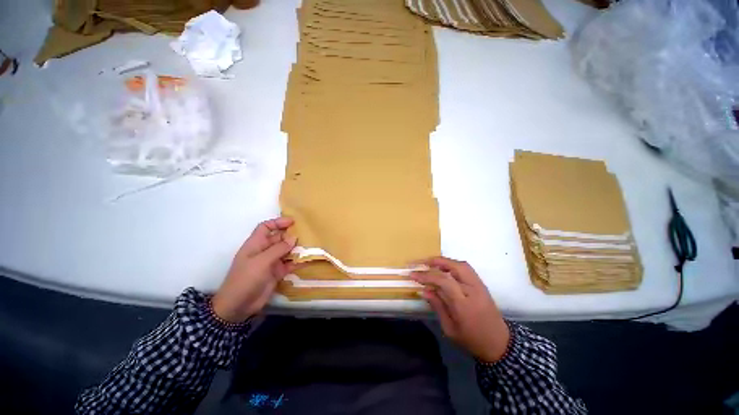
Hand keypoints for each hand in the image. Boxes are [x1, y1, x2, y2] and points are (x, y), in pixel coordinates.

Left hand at [211, 217, 300, 322]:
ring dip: (296, 249)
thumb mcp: (261, 261)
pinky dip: (297, 262)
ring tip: (310, 246)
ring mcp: (271, 262)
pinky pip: (289, 264)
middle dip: (291, 236)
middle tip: (306, 235)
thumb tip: (294, 238)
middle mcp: (264, 251)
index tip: (293, 222)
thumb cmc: (246, 279)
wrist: (238, 306)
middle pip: (279, 238)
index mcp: (255, 244)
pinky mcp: (277, 273)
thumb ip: (279, 249)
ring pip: (286, 251)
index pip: (266, 227)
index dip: (278, 222)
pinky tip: (307, 260)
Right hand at [410, 257, 509, 362]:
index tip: (412, 275)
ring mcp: (480, 286)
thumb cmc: (471, 340)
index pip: (443, 282)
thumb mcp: (450, 329)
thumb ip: (437, 306)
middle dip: (435, 262)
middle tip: (420, 262)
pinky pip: (466, 268)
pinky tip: (444, 268)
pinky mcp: (482, 284)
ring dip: (444, 261)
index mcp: (464, 305)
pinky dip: (452, 264)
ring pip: (461, 265)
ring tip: (430, 262)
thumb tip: (423, 290)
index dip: (426, 276)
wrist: (499, 344)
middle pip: (454, 267)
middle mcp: (473, 291)